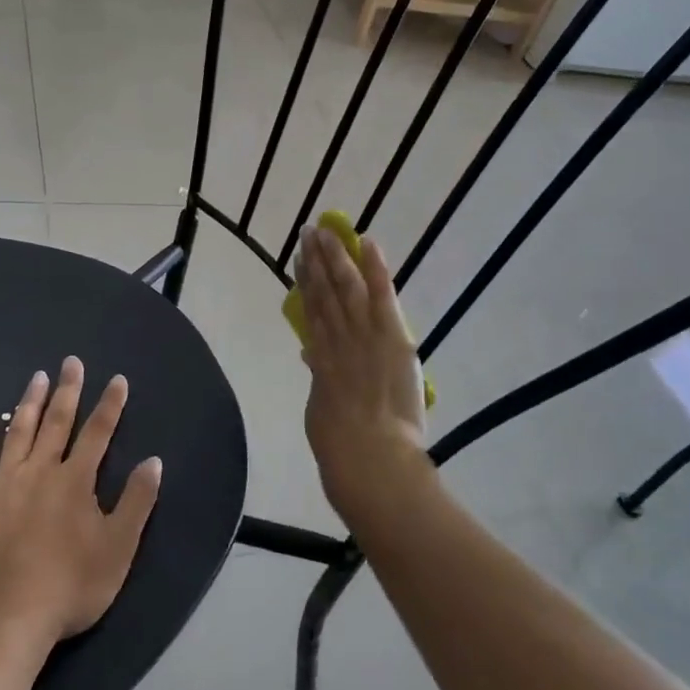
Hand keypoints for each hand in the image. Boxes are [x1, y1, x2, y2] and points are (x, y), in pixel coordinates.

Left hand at [0, 359, 161, 644]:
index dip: (110, 405)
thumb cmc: (69, 587)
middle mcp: (40, 471)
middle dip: (68, 390)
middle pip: (57, 422)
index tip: (117, 379)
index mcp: (76, 481)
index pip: (98, 433)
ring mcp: (3, 483)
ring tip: (37, 376)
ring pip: (19, 431)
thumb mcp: (119, 548)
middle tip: (71, 362)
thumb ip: (137, 502)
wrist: (4, 619)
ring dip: (30, 402)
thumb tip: (153, 460)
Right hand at [296, 227, 428, 518]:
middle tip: (307, 233)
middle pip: (324, 293)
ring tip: (324, 232)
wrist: (368, 458)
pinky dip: (375, 268)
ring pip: (345, 288)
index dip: (304, 283)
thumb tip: (310, 356)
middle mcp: (338, 339)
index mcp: (322, 359)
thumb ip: (318, 380)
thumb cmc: (342, 447)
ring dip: (335, 257)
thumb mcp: (320, 410)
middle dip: (315, 261)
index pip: (311, 312)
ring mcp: (363, 335)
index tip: (299, 259)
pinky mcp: (390, 336)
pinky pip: (381, 296)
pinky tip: (367, 242)